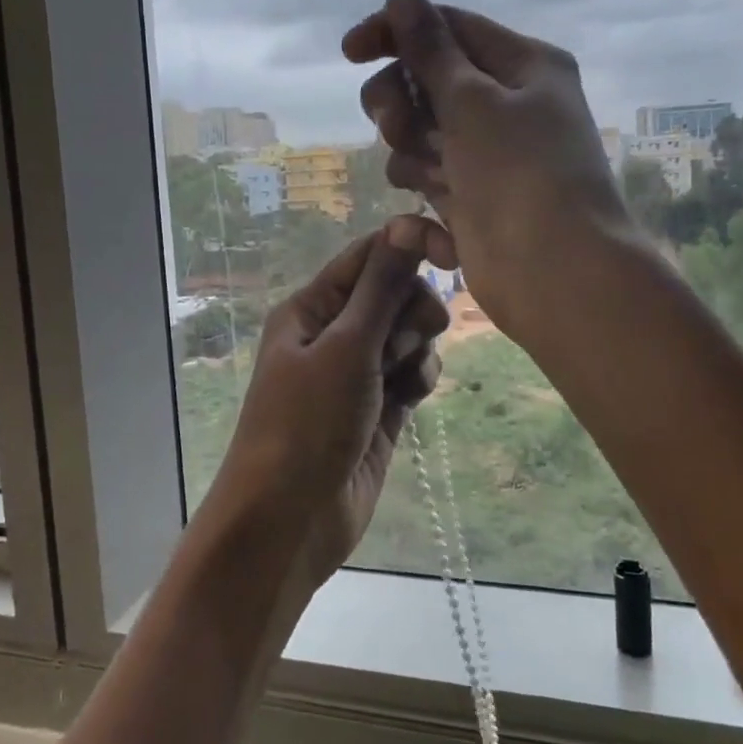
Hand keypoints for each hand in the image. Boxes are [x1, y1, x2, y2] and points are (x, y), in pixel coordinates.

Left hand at [206, 215, 449, 591]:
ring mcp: (355, 374)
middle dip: (411, 310)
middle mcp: (332, 334)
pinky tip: (412, 397)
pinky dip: (418, 377)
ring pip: (407, 335)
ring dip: (416, 348)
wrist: (290, 520)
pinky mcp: (378, 409)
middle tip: (404, 342)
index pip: (369, 255)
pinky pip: (411, 373)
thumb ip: (381, 288)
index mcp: (311, 308)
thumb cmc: (307, 424)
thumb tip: (406, 223)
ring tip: (401, 380)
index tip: (452, 255)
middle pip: (393, 294)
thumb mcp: (345, 349)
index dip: (410, 245)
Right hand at [343, 0, 632, 345]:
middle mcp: (508, 103)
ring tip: (429, 174)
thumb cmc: (520, 174)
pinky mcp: (472, 196)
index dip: (397, 33)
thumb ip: (430, 49)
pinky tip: (430, 208)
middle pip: (428, 80)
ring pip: (421, 130)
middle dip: (401, 100)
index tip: (350, 52)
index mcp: (523, 66)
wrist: (555, 272)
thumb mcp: (472, 100)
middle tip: (395, 124)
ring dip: (410, 147)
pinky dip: (423, 185)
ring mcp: (488, 153)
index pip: (449, 28)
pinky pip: (428, 173)